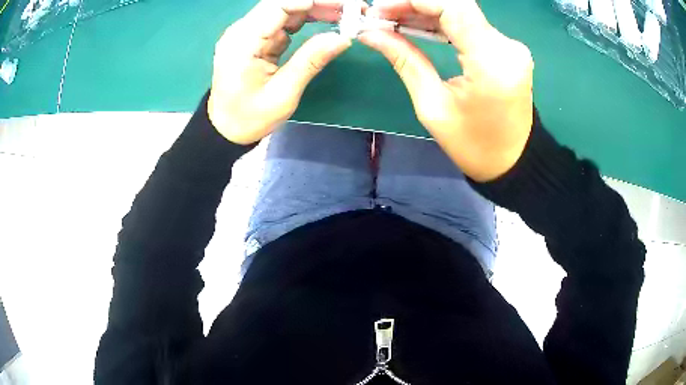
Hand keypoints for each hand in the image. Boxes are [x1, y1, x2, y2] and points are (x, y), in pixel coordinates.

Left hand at [208, 0, 353, 144]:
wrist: (225, 129)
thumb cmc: (249, 117)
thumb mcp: (283, 94)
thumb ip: (311, 61)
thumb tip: (343, 38)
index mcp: (243, 42)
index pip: (278, 5)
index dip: (312, 1)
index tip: (344, 5)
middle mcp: (243, 31)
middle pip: (283, 3)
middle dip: (319, 3)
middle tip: (353, 10)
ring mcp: (249, 33)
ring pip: (286, 10)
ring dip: (316, 9)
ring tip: (346, 15)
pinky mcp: (256, 39)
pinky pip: (284, 21)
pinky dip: (307, 19)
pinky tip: (328, 21)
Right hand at [361, 0, 534, 181]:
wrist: (512, 161)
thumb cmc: (473, 145)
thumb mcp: (432, 106)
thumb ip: (405, 60)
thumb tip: (371, 34)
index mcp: (491, 62)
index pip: (452, 6)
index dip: (413, 0)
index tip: (380, 9)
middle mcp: (507, 46)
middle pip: (456, 4)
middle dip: (414, 4)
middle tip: (380, 15)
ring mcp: (510, 46)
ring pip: (462, 12)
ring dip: (425, 12)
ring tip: (392, 20)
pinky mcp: (508, 49)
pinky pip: (471, 24)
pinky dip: (442, 22)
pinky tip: (418, 26)